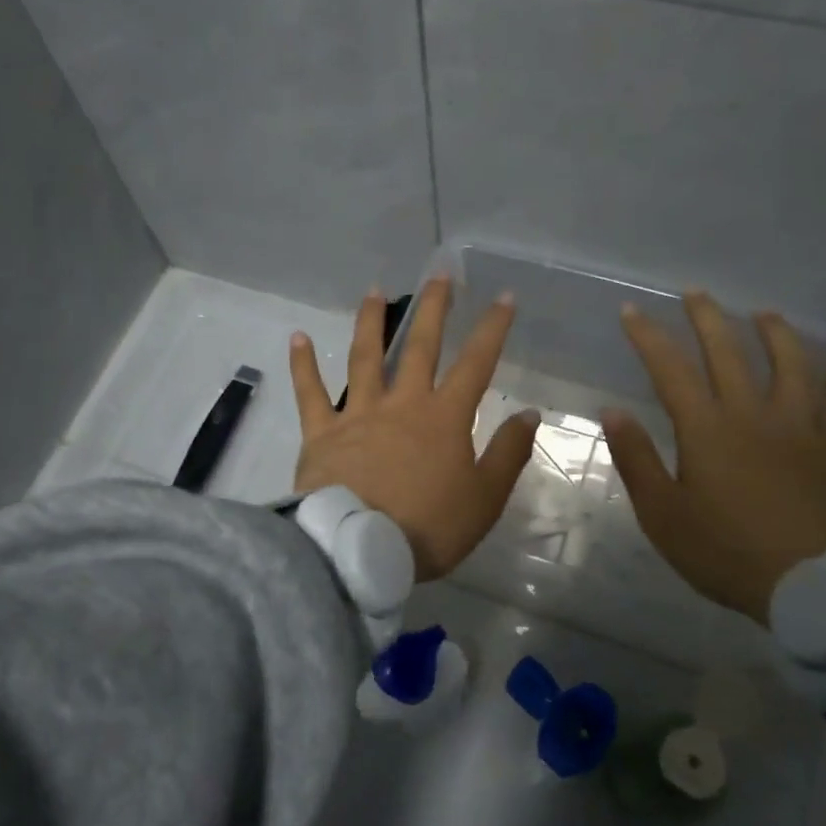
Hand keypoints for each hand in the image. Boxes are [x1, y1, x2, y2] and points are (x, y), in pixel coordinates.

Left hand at [290, 278, 538, 582]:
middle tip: (439, 274)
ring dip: (370, 322)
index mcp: (444, 418)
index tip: (502, 296)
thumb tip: (529, 414)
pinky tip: (296, 337)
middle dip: (433, 308)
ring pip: (364, 358)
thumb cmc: (427, 528)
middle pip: (420, 347)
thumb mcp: (484, 499)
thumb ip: (507, 454)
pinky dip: (302, 365)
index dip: (492, 328)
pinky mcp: (321, 433)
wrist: (359, 550)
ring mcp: (358, 414)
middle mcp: (403, 404)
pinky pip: (310, 394)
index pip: (476, 363)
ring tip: (374, 291)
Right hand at [602, 292, 825, 625]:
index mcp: (706, 429)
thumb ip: (637, 459)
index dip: (649, 337)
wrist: (815, 585)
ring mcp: (802, 427)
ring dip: (775, 333)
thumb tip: (612, 411)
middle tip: (695, 293)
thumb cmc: (727, 552)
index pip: (671, 369)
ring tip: (763, 313)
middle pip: (729, 352)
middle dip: (707, 318)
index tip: (632, 311)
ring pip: (791, 364)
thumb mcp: (664, 514)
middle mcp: (753, 414)